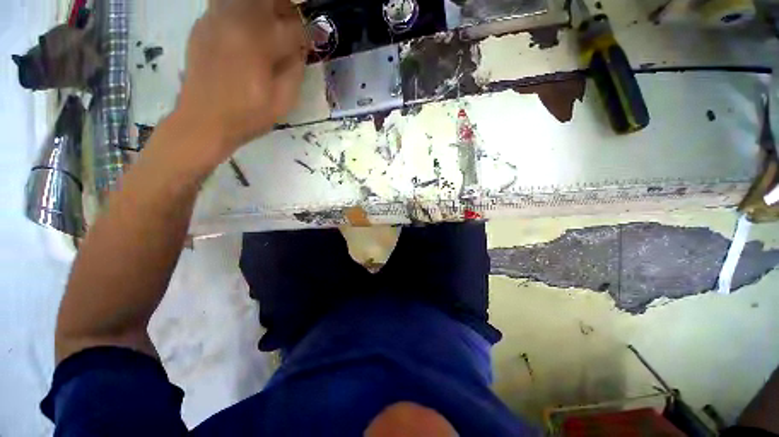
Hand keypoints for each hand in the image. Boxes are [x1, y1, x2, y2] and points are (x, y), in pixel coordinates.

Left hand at [172, 0, 306, 170]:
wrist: (203, 120)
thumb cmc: (247, 116)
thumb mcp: (282, 101)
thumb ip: (295, 70)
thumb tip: (299, 49)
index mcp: (258, 43)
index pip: (292, 27)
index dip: (307, 35)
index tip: (312, 43)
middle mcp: (235, 21)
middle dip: (286, 10)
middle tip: (292, 27)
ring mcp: (215, 19)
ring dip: (264, 7)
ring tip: (271, 24)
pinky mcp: (202, 25)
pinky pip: (227, 5)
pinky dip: (243, 12)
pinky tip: (248, 31)